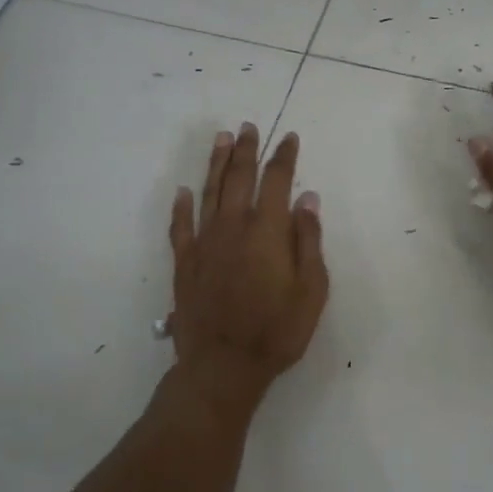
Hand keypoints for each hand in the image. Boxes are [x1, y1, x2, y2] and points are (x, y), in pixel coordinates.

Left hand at [169, 124, 328, 403]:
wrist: (224, 365)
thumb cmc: (277, 330)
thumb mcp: (311, 290)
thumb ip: (309, 241)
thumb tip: (307, 199)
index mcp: (268, 231)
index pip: (277, 181)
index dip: (284, 157)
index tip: (288, 138)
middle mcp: (234, 227)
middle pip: (239, 178)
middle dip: (246, 150)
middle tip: (248, 127)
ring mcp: (205, 243)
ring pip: (210, 193)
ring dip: (216, 164)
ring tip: (221, 140)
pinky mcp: (185, 263)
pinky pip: (181, 227)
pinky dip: (182, 206)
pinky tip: (184, 191)